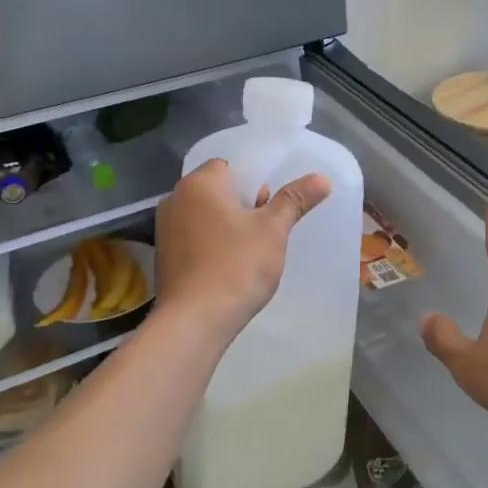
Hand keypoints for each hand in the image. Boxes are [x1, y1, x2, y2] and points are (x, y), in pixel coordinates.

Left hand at [154, 159, 330, 333]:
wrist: (194, 321)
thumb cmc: (236, 265)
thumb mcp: (273, 230)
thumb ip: (295, 199)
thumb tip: (323, 177)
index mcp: (199, 183)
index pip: (229, 166)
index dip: (254, 181)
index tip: (271, 204)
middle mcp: (175, 199)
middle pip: (217, 190)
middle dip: (243, 204)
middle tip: (267, 228)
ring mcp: (165, 229)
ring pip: (206, 215)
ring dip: (228, 225)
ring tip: (252, 250)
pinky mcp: (164, 256)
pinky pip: (194, 238)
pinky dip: (212, 244)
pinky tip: (230, 266)